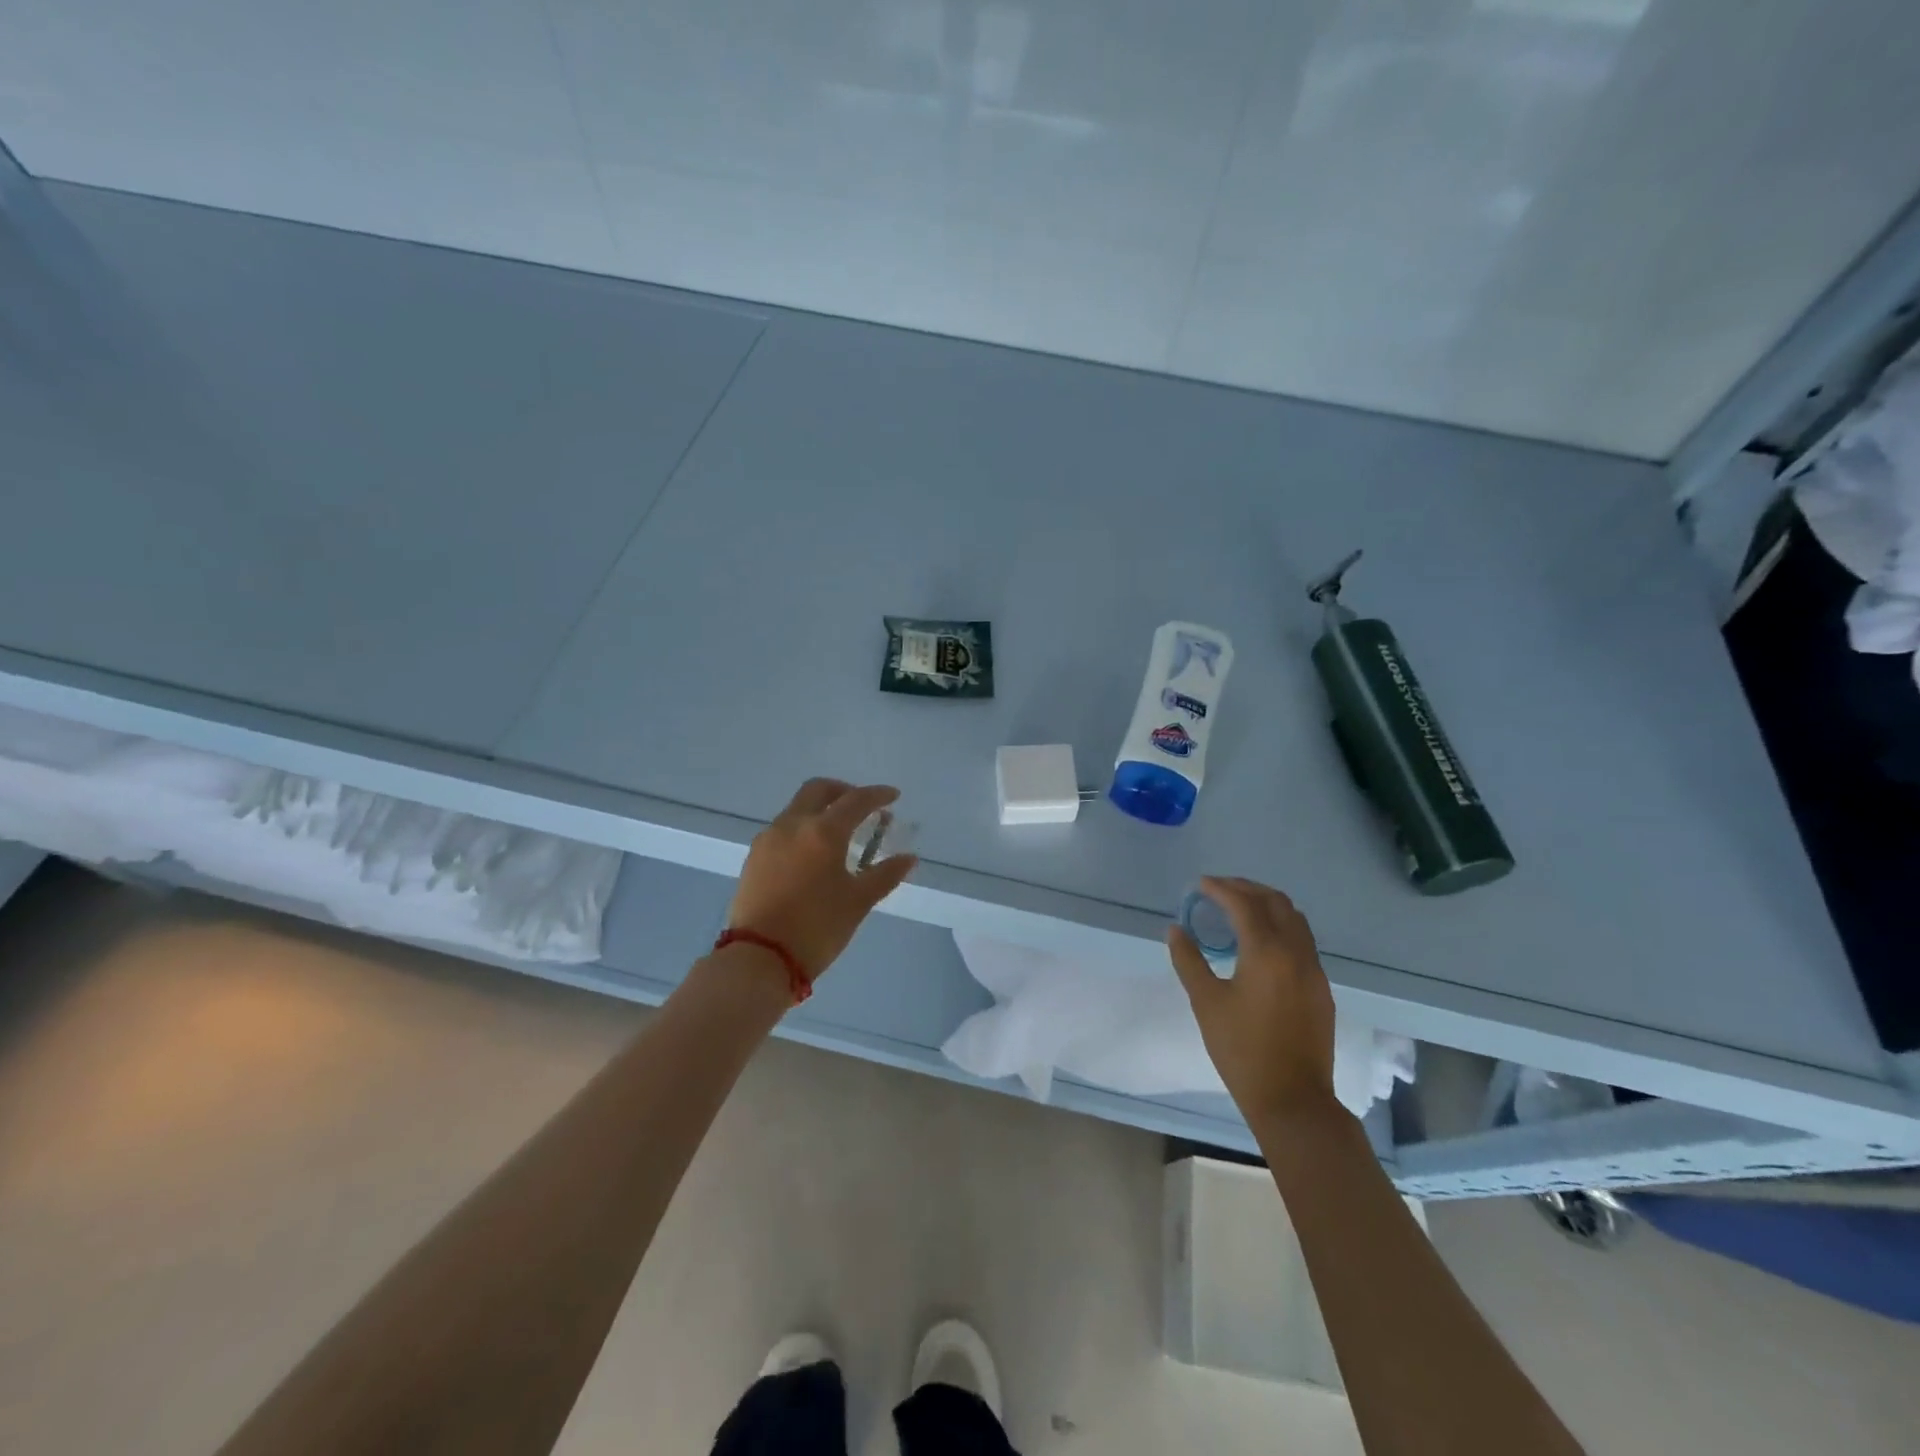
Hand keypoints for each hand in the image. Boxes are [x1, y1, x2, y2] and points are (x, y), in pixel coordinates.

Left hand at [727, 779, 917, 981]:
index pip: (855, 800)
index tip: (893, 796)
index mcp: (822, 831)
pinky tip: (813, 854)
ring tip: (839, 834)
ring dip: (821, 810)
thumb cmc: (817, 927)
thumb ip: (885, 875)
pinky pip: (783, 829)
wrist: (758, 958)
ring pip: (797, 808)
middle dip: (843, 791)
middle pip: (818, 790)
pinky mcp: (754, 857)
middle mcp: (792, 825)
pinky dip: (803, 829)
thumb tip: (908, 858)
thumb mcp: (858, 902)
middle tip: (862, 807)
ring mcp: (768, 839)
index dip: (877, 795)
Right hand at [1168, 876, 1339, 1121]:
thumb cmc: (1242, 1051)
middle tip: (1218, 890)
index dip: (1220, 889)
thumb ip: (1189, 960)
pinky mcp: (1321, 988)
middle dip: (1246, 889)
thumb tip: (1176, 929)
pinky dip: (1280, 927)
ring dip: (1267, 905)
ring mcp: (1314, 970)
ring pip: (1295, 919)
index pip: (1243, 904)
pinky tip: (1260, 943)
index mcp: (1267, 952)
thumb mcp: (1206, 1003)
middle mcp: (1296, 952)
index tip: (1199, 885)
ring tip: (1239, 910)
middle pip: (1276, 902)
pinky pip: (1302, 941)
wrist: (1293, 1100)